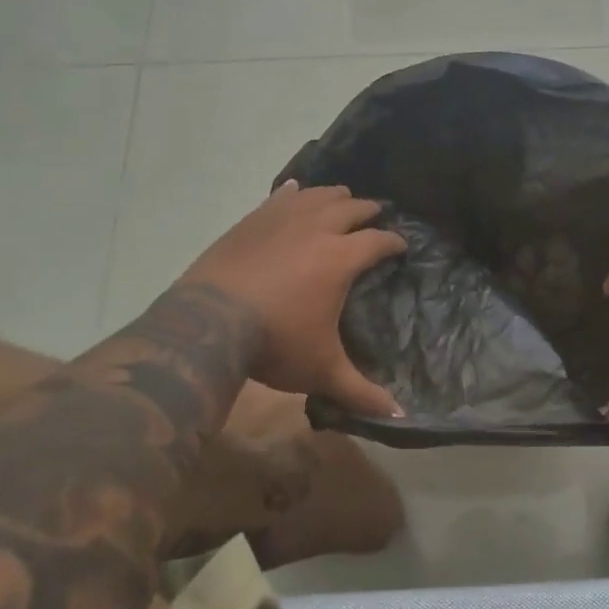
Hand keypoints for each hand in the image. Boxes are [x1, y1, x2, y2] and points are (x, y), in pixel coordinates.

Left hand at [177, 182, 406, 416]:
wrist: (207, 324)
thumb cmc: (274, 343)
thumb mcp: (321, 371)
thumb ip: (361, 391)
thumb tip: (399, 418)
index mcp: (341, 258)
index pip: (379, 241)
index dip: (394, 242)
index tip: (401, 245)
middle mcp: (318, 228)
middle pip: (352, 208)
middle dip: (368, 211)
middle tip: (376, 215)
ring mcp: (282, 218)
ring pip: (318, 194)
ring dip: (335, 196)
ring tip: (343, 199)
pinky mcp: (253, 219)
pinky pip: (280, 196)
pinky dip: (294, 192)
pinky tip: (295, 189)